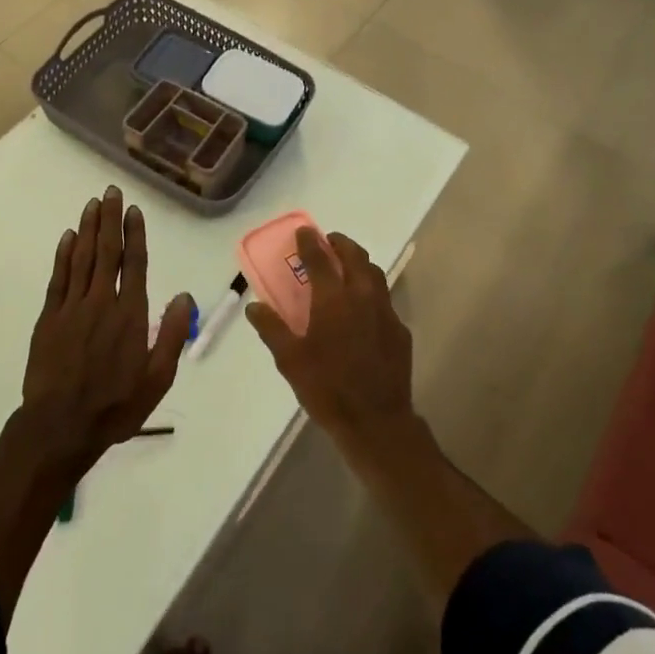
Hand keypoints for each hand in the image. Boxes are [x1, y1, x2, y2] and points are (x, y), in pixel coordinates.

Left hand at [20, 186, 193, 477]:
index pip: (134, 264)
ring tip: (93, 204)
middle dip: (110, 220)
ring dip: (88, 229)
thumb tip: (184, 296)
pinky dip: (64, 255)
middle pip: (107, 252)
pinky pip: (58, 278)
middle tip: (111, 191)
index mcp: (130, 315)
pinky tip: (68, 237)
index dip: (135, 234)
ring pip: (82, 258)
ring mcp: (72, 308)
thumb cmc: (115, 406)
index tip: (133, 211)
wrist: (60, 427)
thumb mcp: (157, 378)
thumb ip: (171, 335)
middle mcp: (101, 302)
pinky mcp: (49, 318)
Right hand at [245, 228, 414, 445]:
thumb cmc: (327, 388)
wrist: (376, 422)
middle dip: (340, 244)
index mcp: (333, 299)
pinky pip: (384, 299)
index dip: (309, 242)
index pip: (319, 258)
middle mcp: (362, 296)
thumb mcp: (290, 360)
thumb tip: (254, 306)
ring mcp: (385, 311)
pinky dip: (371, 291)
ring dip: (359, 262)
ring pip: (374, 273)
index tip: (303, 231)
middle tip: (327, 242)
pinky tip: (363, 308)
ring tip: (346, 266)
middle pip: (354, 256)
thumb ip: (272, 328)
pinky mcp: (400, 330)